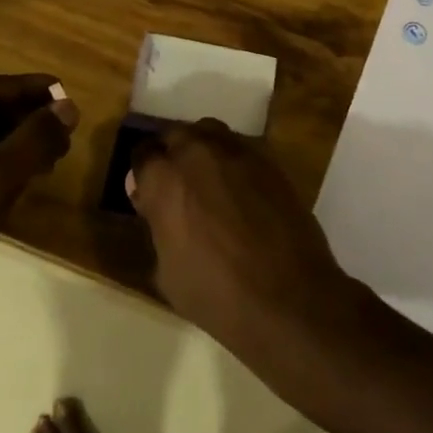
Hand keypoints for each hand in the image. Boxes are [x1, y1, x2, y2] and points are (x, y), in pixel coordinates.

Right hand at [128, 118, 354, 357]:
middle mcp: (198, 153)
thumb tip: (155, 206)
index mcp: (165, 179)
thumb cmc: (217, 293)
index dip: (144, 175)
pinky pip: (241, 150)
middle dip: (172, 156)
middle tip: (177, 187)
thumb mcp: (167, 271)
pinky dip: (233, 163)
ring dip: (203, 151)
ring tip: (208, 182)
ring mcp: (238, 153)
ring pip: (210, 134)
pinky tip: (239, 192)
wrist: (289, 298)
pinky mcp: (270, 162)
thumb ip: (157, 226)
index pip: (143, 154)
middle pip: (176, 136)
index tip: (148, 195)